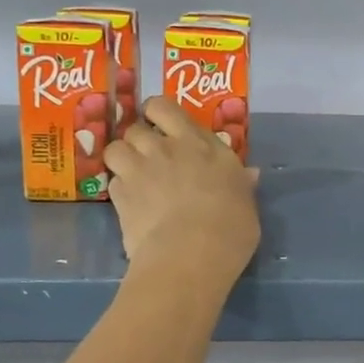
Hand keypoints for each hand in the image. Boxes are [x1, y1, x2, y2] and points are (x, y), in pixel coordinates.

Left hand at [103, 96, 259, 285]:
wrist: (191, 255)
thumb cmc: (231, 226)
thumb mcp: (246, 202)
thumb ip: (241, 183)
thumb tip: (250, 174)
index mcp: (199, 143)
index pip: (165, 108)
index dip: (157, 113)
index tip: (162, 125)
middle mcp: (165, 148)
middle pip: (135, 127)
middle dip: (139, 139)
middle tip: (150, 156)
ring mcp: (138, 170)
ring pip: (115, 149)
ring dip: (122, 158)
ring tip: (133, 175)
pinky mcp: (120, 196)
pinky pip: (113, 182)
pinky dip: (119, 189)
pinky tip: (130, 203)